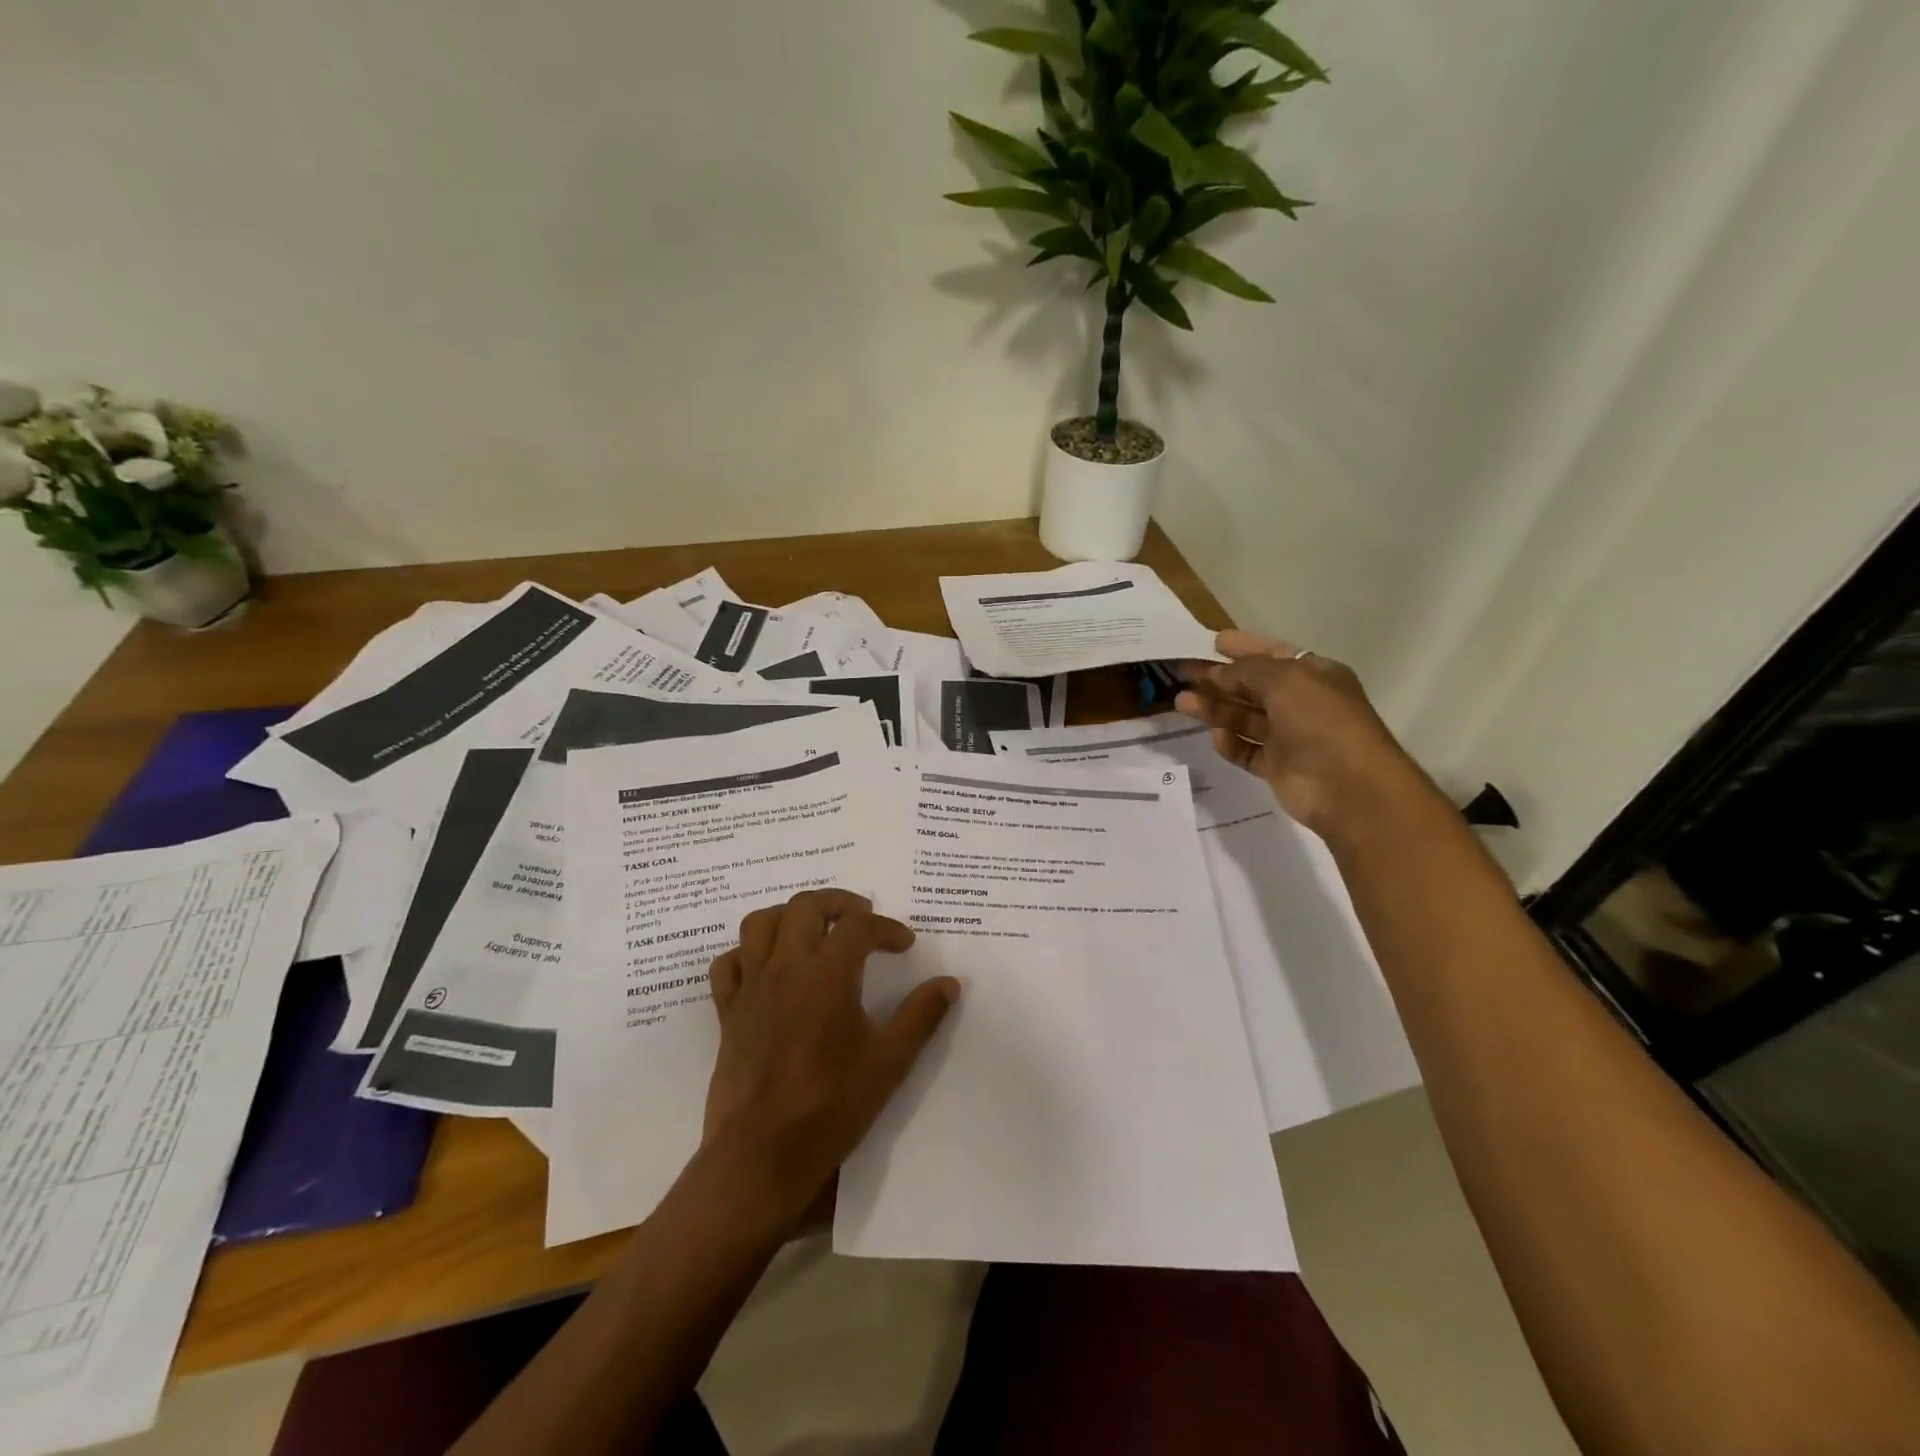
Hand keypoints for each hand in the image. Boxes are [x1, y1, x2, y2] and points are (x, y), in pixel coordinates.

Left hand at [701, 889, 959, 1234]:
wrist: (761, 1155)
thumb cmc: (831, 1106)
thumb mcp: (889, 1062)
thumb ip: (921, 1016)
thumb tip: (949, 983)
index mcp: (827, 973)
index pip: (859, 925)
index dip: (887, 928)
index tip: (903, 945)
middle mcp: (786, 967)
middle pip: (806, 905)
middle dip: (838, 902)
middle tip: (861, 918)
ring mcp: (751, 987)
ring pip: (760, 923)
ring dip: (789, 916)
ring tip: (813, 931)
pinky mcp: (728, 1012)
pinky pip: (728, 963)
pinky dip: (747, 954)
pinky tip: (767, 968)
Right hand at [1176, 629, 1437, 840]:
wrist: (1348, 786)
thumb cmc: (1321, 721)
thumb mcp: (1285, 679)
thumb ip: (1247, 670)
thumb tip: (1219, 673)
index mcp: (1314, 675)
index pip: (1273, 654)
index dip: (1244, 646)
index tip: (1212, 642)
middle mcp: (1302, 703)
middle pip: (1252, 686)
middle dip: (1218, 678)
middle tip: (1183, 671)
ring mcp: (1290, 737)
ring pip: (1244, 718)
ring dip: (1215, 709)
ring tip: (1182, 703)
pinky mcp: (1278, 767)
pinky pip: (1246, 751)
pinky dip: (1230, 744)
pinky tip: (1215, 738)